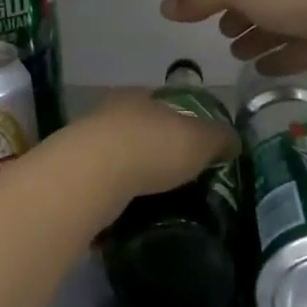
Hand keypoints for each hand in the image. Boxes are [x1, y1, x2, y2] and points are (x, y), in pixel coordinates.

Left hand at [64, 94, 237, 201]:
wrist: (93, 175)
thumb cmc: (152, 146)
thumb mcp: (200, 140)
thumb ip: (219, 138)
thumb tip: (232, 141)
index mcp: (139, 96)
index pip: (164, 102)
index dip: (182, 121)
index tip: (194, 145)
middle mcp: (109, 113)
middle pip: (139, 129)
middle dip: (155, 149)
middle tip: (177, 174)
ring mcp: (87, 143)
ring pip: (117, 157)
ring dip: (133, 173)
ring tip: (155, 197)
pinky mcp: (75, 175)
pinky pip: (103, 184)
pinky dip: (116, 195)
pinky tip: (129, 210)